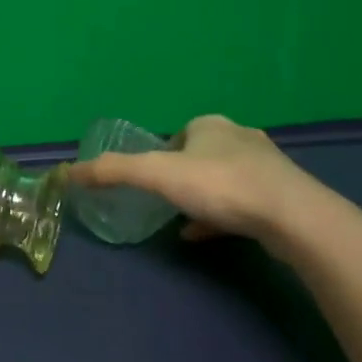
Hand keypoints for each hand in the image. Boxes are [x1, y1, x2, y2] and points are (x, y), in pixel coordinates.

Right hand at [67, 114, 336, 257]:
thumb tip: (68, 172)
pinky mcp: (283, 195)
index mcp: (210, 125)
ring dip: (204, 197)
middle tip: (167, 202)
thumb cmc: (221, 186)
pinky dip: (222, 217)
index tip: (151, 183)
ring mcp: (266, 167)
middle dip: (184, 176)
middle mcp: (239, 137)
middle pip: (201, 155)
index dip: (160, 157)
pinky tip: (208, 235)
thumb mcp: (157, 176)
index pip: (177, 136)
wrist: (293, 217)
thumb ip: (113, 172)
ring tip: (185, 221)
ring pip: (225, 179)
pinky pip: (244, 203)